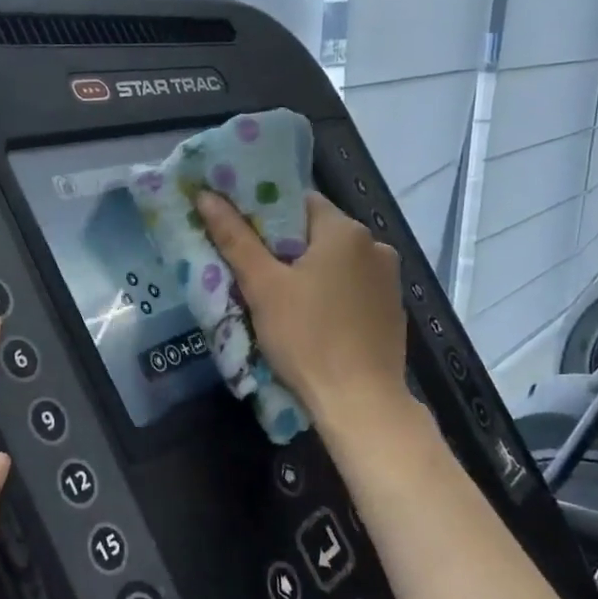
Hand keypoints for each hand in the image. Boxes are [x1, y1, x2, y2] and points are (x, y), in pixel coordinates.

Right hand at [195, 189, 411, 436]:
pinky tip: (312, 321)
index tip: (241, 235)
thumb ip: (235, 238)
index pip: (300, 201)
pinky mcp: (392, 311)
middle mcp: (375, 246)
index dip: (266, 214)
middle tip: (251, 271)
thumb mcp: (263, 287)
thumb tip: (206, 195)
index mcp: (346, 231)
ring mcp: (389, 280)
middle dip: (284, 248)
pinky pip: (352, 289)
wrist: (360, 402)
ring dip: (308, 273)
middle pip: (318, 233)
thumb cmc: (306, 338)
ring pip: (336, 263)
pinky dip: (330, 295)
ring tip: (278, 300)